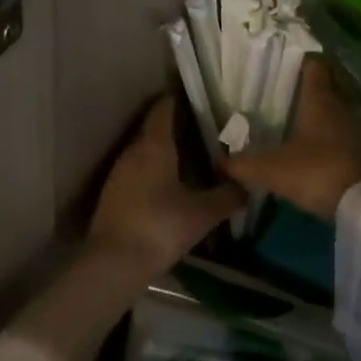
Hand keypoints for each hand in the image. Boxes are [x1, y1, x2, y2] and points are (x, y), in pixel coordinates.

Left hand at [88, 97, 244, 276]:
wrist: (114, 263)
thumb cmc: (161, 227)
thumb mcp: (203, 213)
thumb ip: (228, 195)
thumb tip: (248, 184)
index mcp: (154, 146)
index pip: (163, 109)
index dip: (177, 99)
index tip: (196, 97)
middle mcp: (133, 151)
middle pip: (153, 129)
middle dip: (174, 126)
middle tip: (202, 130)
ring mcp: (118, 173)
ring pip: (143, 151)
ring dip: (162, 151)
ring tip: (188, 157)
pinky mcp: (112, 194)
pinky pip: (136, 171)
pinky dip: (152, 171)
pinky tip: (167, 186)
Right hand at [222, 61, 360, 220]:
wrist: (360, 205)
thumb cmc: (314, 172)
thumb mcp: (270, 169)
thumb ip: (242, 164)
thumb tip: (219, 161)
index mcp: (318, 101)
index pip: (314, 66)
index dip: (301, 60)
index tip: (285, 62)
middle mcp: (340, 108)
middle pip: (327, 86)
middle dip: (309, 86)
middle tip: (286, 91)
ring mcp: (355, 130)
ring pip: (336, 110)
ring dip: (321, 112)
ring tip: (298, 118)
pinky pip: (343, 133)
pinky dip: (330, 134)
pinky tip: (315, 146)